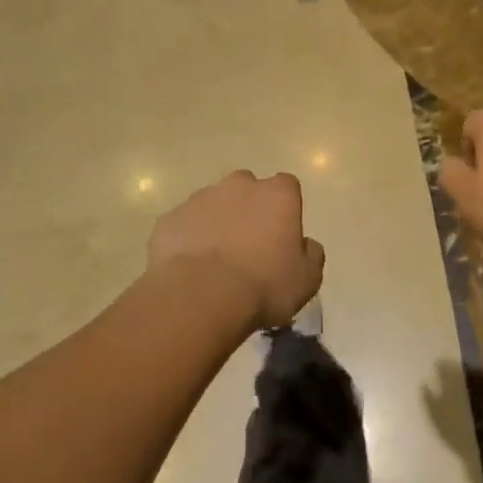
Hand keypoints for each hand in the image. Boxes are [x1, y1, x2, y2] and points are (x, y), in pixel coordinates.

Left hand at [147, 172, 324, 330]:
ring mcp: (200, 198)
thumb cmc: (264, 285)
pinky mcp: (170, 218)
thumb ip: (312, 255)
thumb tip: (306, 244)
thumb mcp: (307, 280)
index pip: (287, 187)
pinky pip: (184, 225)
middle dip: (248, 209)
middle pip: (247, 188)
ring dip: (216, 223)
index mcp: (278, 194)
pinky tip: (190, 269)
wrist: (200, 297)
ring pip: (213, 204)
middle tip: (248, 246)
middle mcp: (240, 185)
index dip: (285, 210)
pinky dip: (188, 240)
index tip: (281, 236)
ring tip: (215, 262)